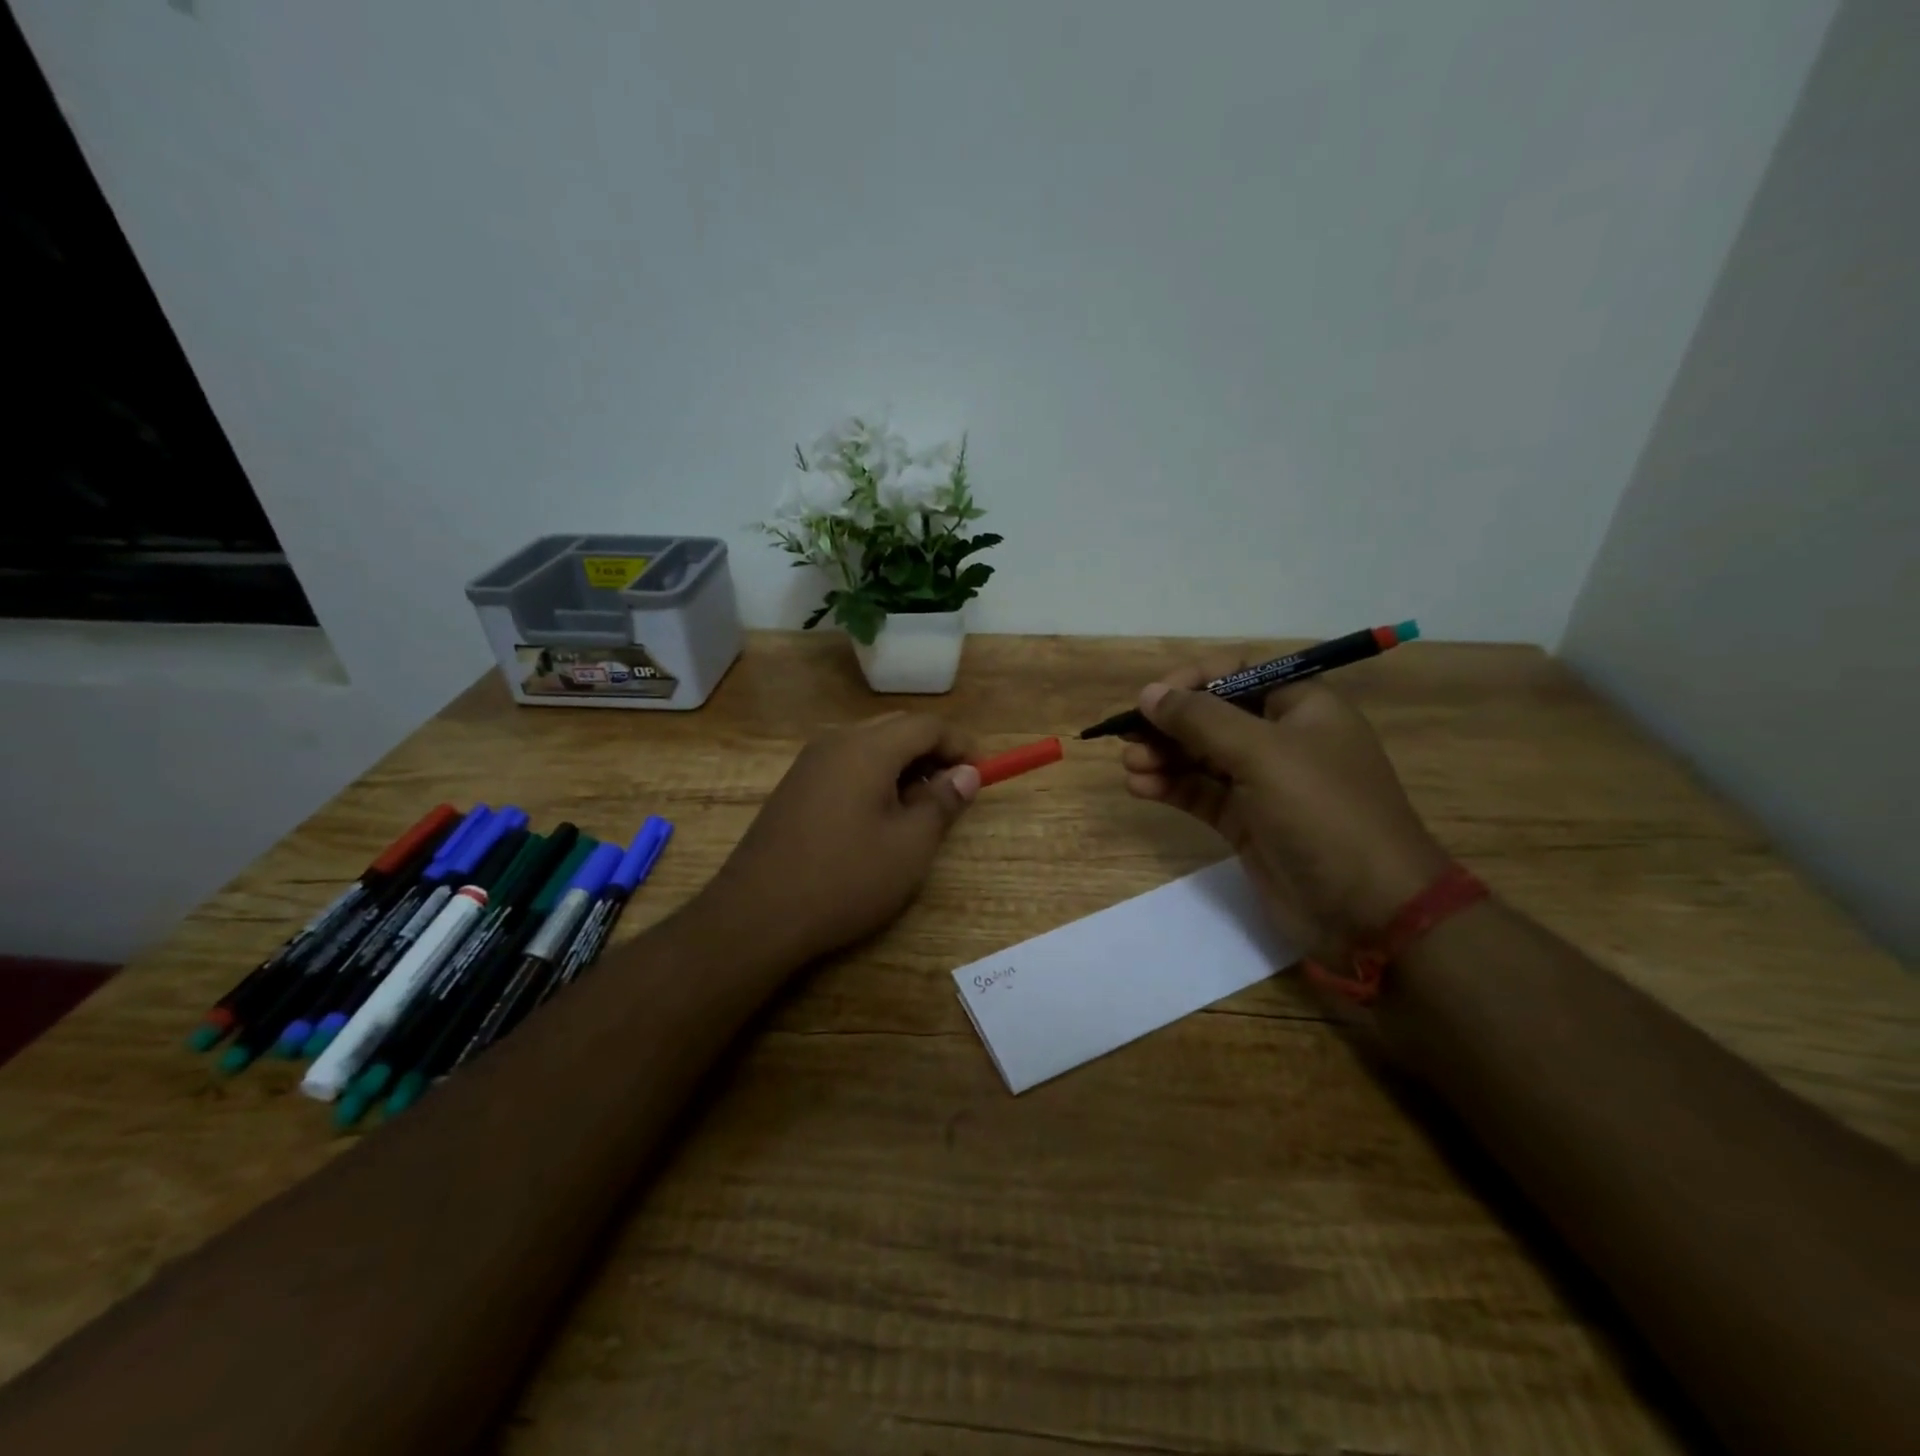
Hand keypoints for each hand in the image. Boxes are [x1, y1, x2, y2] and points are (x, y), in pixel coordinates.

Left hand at [695, 712, 981, 967]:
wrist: (757, 914)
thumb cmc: (845, 878)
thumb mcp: (910, 846)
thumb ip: (942, 802)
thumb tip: (966, 774)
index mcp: (867, 748)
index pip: (926, 725)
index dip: (960, 744)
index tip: (981, 773)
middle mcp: (836, 741)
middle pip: (897, 728)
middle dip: (932, 751)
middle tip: (955, 788)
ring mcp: (809, 763)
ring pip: (870, 745)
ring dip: (904, 764)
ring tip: (922, 805)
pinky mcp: (795, 786)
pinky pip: (846, 764)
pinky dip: (875, 776)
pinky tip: (881, 815)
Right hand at [1119, 657, 1447, 956]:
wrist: (1368, 910)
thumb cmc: (1323, 813)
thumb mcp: (1262, 754)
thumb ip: (1201, 720)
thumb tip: (1149, 693)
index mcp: (1302, 707)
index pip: (1238, 675)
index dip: (1192, 680)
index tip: (1152, 698)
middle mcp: (1282, 739)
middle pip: (1213, 716)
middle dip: (1169, 724)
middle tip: (1128, 737)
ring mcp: (1264, 784)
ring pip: (1201, 757)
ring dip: (1163, 756)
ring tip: (1130, 766)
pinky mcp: (1247, 823)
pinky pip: (1201, 793)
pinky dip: (1170, 787)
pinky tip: (1139, 787)